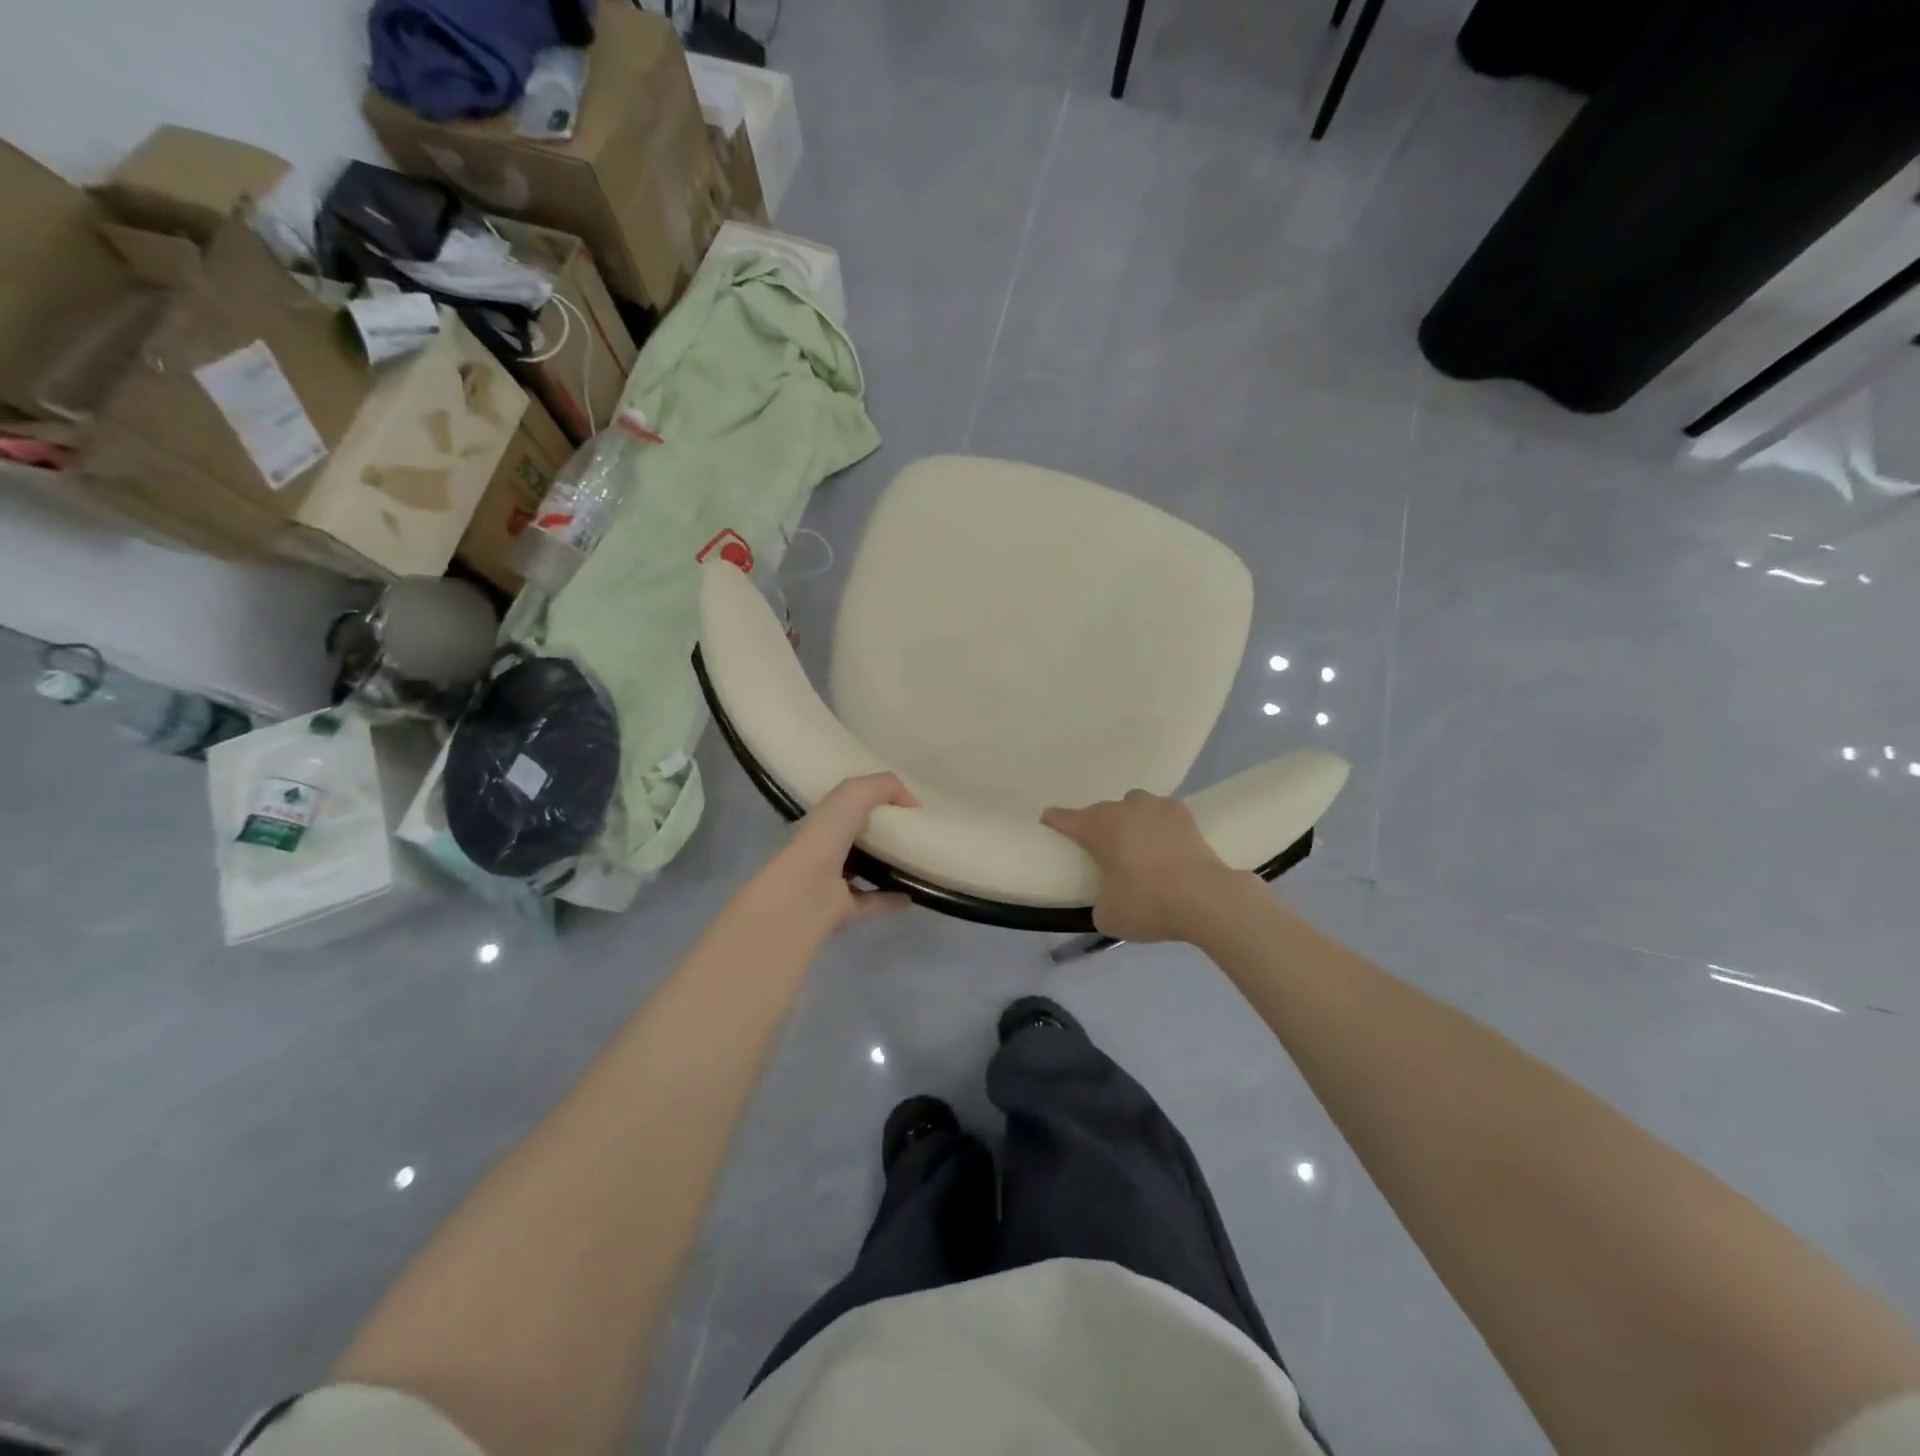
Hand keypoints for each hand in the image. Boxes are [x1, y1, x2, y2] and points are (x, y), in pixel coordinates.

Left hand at [746, 773, 919, 942]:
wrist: (803, 893)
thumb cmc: (824, 837)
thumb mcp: (854, 794)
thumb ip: (884, 787)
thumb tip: (913, 802)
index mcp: (824, 818)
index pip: (847, 803)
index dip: (873, 797)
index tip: (905, 801)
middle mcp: (826, 847)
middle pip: (857, 836)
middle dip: (883, 830)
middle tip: (917, 830)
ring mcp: (833, 880)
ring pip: (865, 869)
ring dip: (888, 865)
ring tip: (918, 860)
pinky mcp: (843, 909)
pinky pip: (873, 901)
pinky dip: (893, 898)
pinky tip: (915, 893)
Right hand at [1042, 790, 1249, 942]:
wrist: (1206, 898)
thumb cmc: (1148, 903)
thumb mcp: (1109, 916)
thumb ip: (1100, 903)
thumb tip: (1108, 899)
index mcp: (1098, 828)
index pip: (1066, 818)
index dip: (1054, 821)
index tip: (1048, 821)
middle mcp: (1124, 809)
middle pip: (1100, 811)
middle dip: (1096, 825)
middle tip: (1099, 848)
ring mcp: (1157, 807)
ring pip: (1133, 804)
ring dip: (1128, 818)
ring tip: (1135, 841)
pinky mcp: (1185, 815)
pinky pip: (1162, 813)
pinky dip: (1158, 824)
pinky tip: (1163, 842)